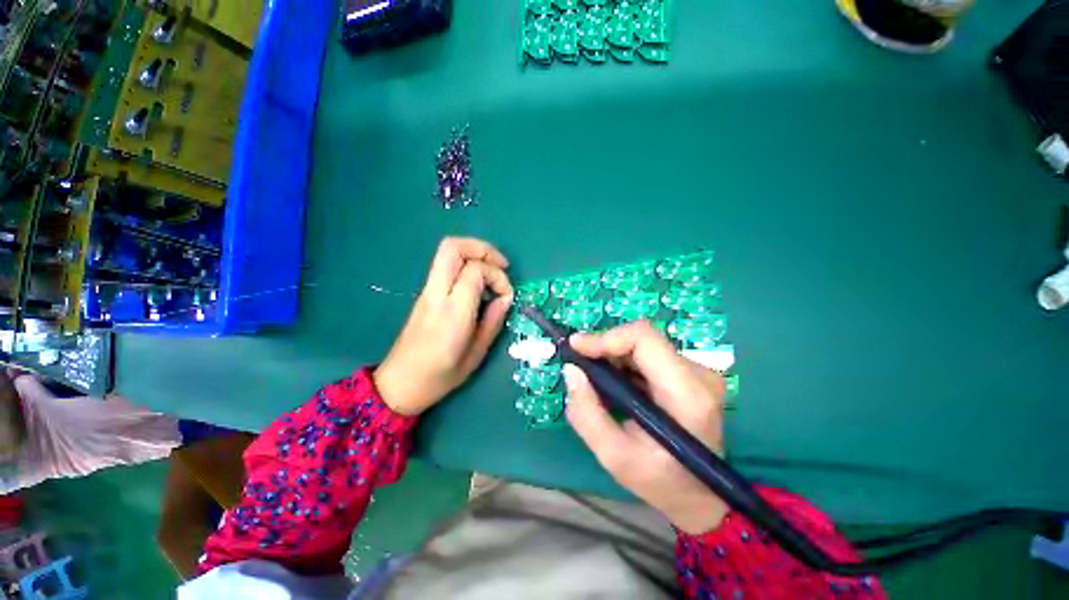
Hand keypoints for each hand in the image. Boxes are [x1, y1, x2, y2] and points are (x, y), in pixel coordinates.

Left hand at [374, 238, 513, 415]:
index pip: (475, 271)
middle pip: (453, 247)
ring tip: (492, 273)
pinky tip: (478, 284)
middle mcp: (436, 295)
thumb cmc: (440, 376)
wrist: (399, 384)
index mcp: (452, 313)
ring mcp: (427, 292)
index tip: (507, 296)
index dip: (497, 277)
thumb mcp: (476, 355)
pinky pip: (445, 266)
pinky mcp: (424, 294)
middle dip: (482, 248)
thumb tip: (505, 298)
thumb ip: (493, 322)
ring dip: (474, 254)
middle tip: (502, 265)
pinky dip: (466, 264)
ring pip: (447, 252)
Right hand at [563, 321, 729, 534]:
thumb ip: (586, 413)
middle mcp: (698, 374)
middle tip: (581, 365)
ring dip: (614, 356)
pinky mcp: (692, 374)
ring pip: (644, 345)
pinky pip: (650, 355)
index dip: (607, 337)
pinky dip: (625, 363)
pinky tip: (615, 384)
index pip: (644, 339)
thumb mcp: (614, 456)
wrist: (699, 496)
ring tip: (596, 379)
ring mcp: (698, 372)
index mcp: (686, 394)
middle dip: (605, 348)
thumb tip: (571, 370)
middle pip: (642, 339)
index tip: (576, 347)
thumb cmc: (659, 482)